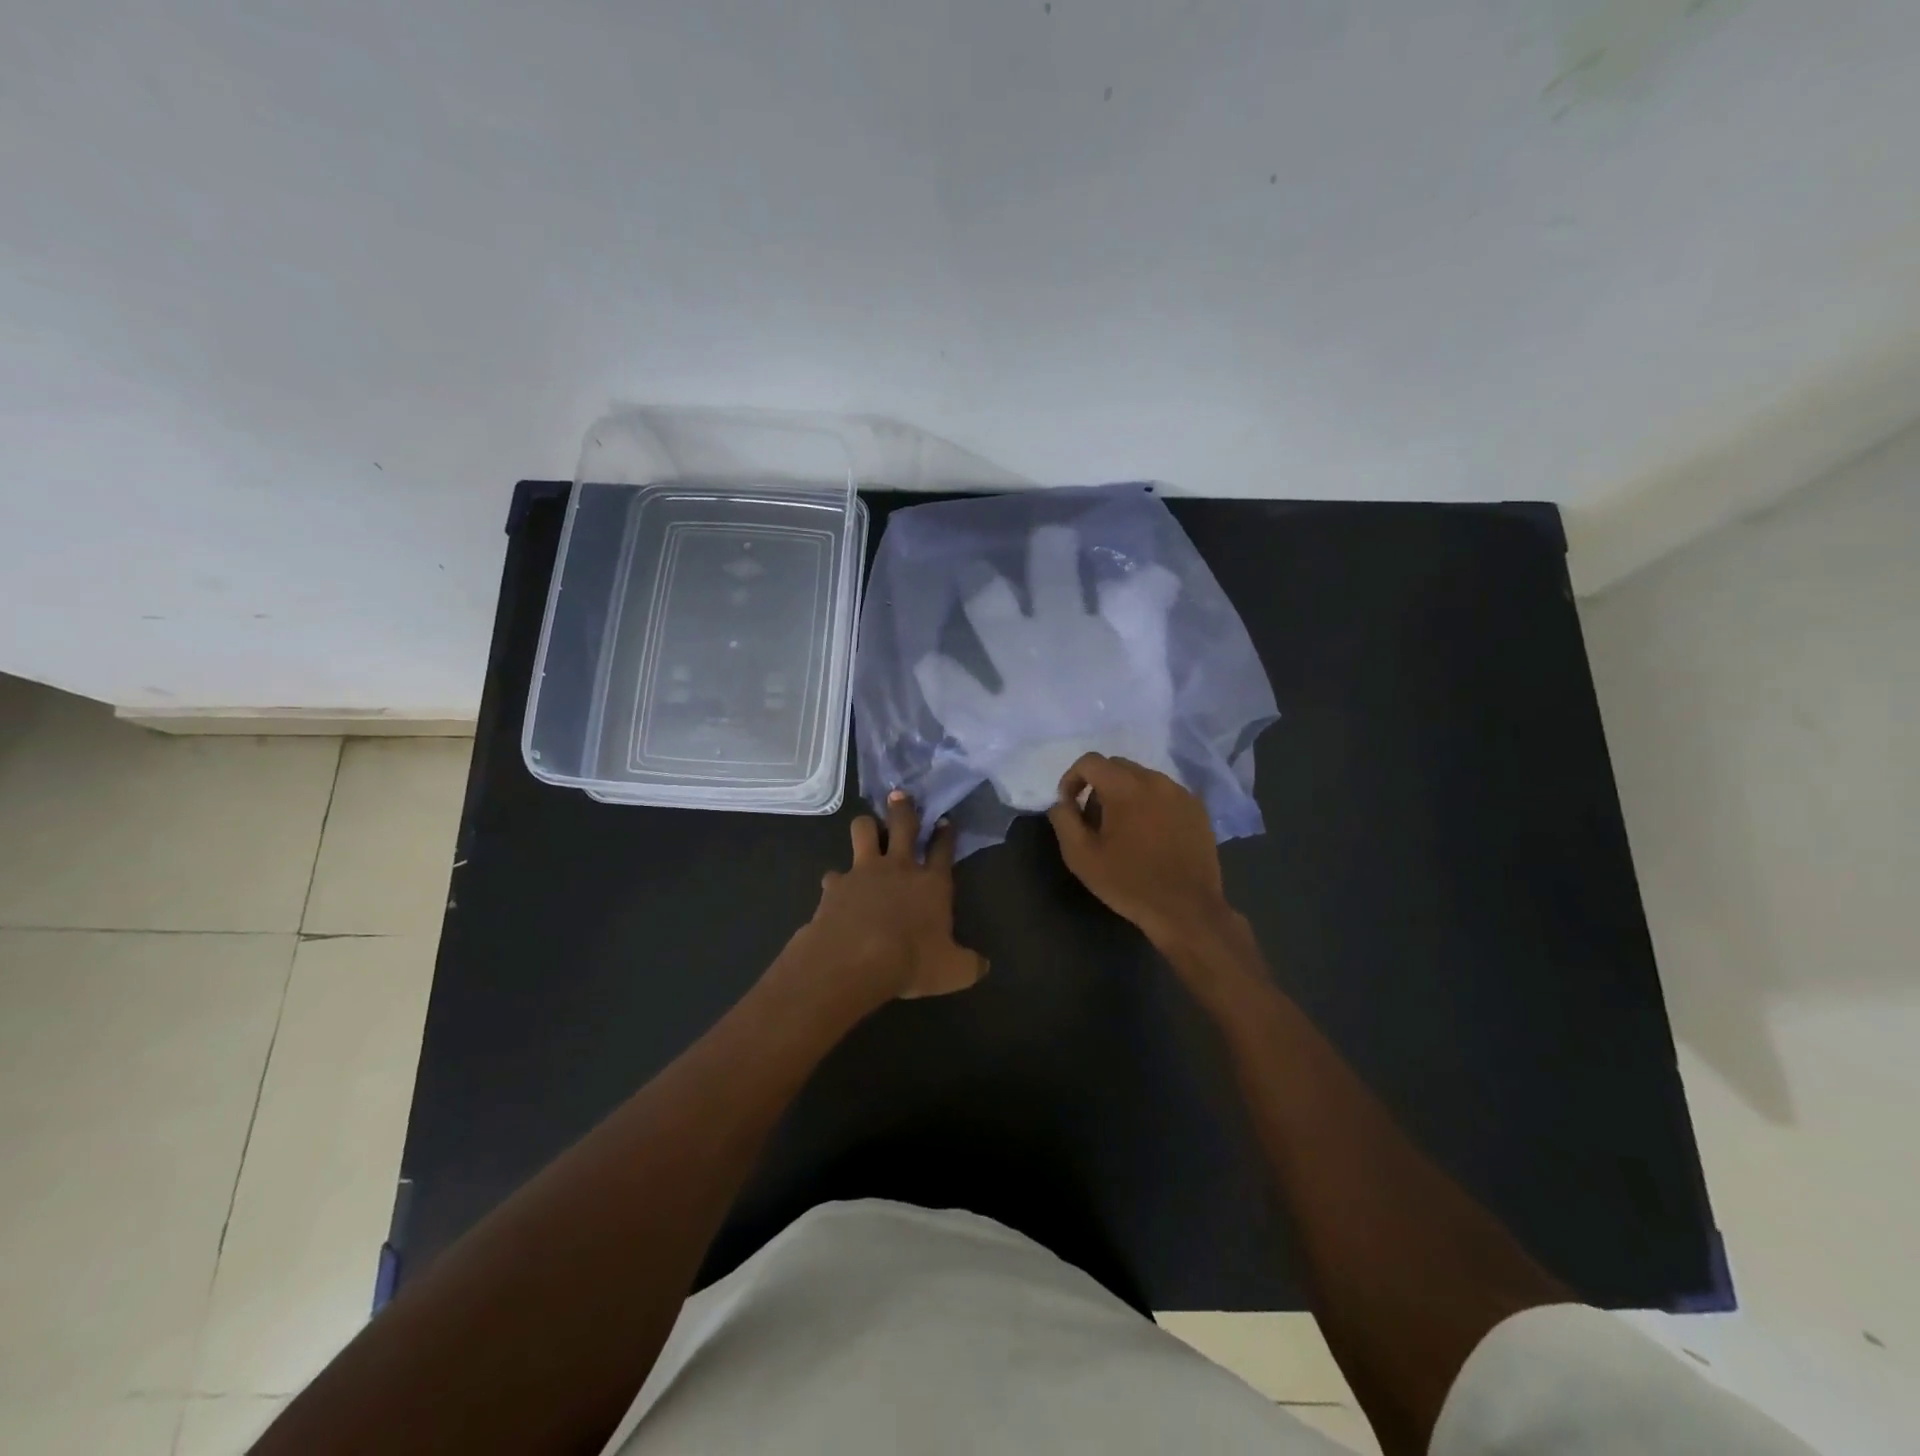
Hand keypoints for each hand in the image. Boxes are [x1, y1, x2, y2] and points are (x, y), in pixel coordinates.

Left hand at [796, 791, 988, 1005]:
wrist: (854, 959)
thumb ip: (969, 964)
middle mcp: (898, 868)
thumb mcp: (953, 971)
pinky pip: (834, 875)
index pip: (942, 850)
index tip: (944, 820)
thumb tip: (983, 965)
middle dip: (903, 807)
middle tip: (899, 795)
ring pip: (863, 830)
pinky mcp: (835, 885)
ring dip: (866, 826)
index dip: (945, 834)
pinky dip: (836, 881)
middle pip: (902, 825)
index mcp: (931, 883)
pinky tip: (836, 890)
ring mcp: (863, 872)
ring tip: (867, 828)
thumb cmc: (911, 961)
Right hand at [1046, 752, 1236, 950]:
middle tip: (1094, 821)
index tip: (1069, 806)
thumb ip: (1064, 819)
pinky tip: (1150, 836)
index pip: (1090, 761)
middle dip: (1098, 786)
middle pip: (1117, 766)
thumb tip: (1062, 802)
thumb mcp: (1081, 856)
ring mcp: (1180, 793)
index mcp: (1125, 786)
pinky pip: (1164, 794)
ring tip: (1123, 830)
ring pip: (1142, 779)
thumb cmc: (1128, 882)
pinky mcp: (1197, 809)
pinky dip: (1150, 804)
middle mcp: (1155, 780)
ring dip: (1125, 795)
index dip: (1072, 779)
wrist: (1186, 910)